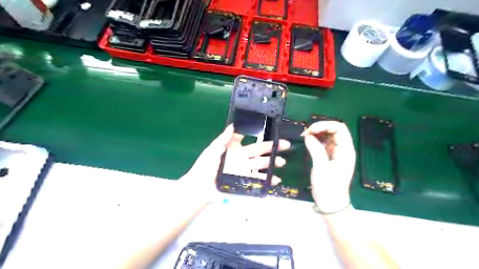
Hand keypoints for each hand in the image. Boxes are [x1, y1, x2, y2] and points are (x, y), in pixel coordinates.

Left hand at [179, 125, 289, 202]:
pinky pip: (258, 179)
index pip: (249, 138)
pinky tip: (275, 180)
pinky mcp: (245, 181)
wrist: (201, 186)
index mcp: (235, 148)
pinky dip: (267, 180)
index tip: (270, 130)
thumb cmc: (205, 166)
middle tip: (285, 145)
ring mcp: (245, 169)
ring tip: (281, 162)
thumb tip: (233, 124)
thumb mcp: (213, 149)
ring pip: (262, 164)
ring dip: (272, 163)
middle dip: (272, 148)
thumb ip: (224, 138)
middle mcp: (243, 157)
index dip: (259, 134)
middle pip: (260, 150)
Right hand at [302, 121, 354, 213]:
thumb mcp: (321, 167)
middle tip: (305, 133)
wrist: (331, 203)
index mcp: (346, 150)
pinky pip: (323, 143)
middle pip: (334, 130)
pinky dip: (315, 140)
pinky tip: (308, 142)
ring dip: (316, 133)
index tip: (310, 131)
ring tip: (305, 137)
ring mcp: (336, 152)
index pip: (339, 128)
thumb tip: (308, 136)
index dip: (325, 125)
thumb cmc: (328, 187)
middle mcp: (343, 148)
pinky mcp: (330, 156)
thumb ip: (315, 149)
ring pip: (328, 135)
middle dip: (319, 128)